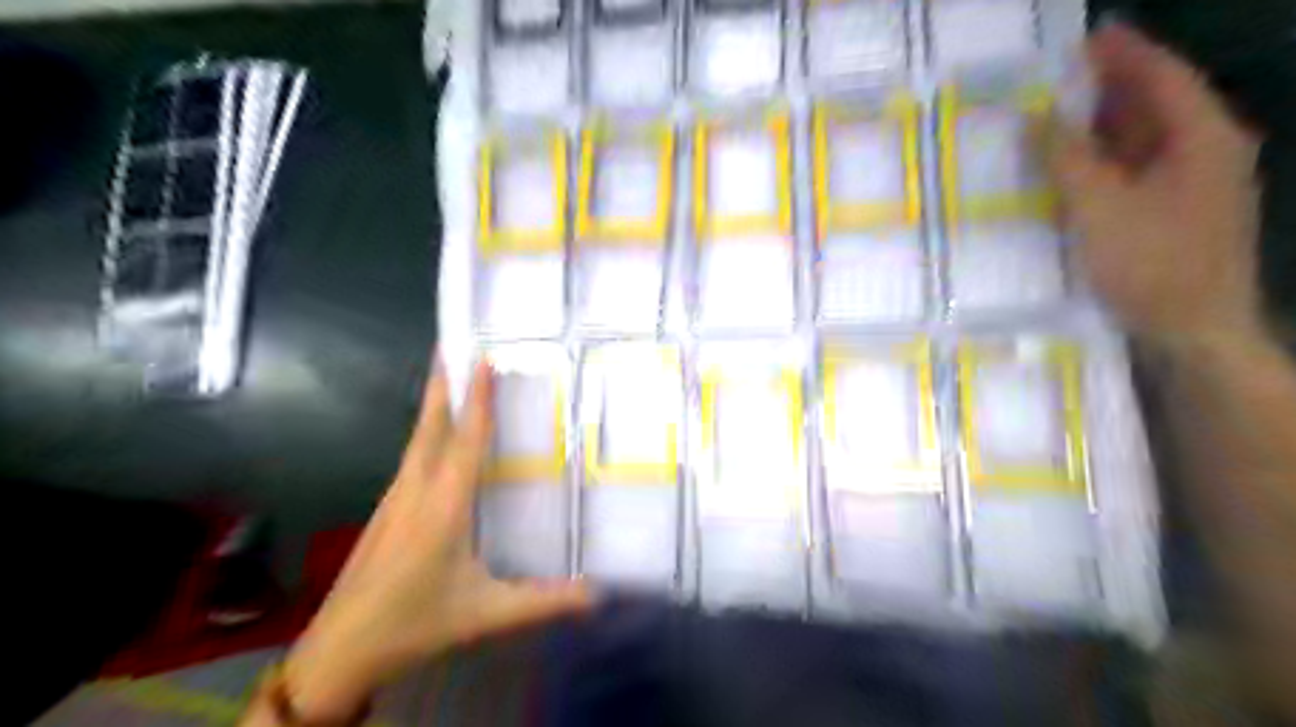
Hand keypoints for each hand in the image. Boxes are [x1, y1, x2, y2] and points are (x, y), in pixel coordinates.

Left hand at [281, 362, 593, 718]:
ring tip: (451, 383)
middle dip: (442, 386)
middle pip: (430, 427)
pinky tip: (437, 441)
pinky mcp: (384, 512)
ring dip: (434, 407)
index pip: (465, 441)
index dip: (476, 399)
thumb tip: (599, 593)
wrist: (340, 651)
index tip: (481, 359)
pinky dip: (427, 435)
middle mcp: (415, 491)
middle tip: (453, 348)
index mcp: (443, 506)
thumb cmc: (416, 623)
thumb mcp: (487, 614)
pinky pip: (411, 460)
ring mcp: (394, 500)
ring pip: (417, 441)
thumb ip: (545, 601)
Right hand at [1045, 22, 1261, 348]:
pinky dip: (1103, 161)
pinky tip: (1071, 166)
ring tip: (1055, 113)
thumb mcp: (1101, 207)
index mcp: (1202, 138)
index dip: (1124, 54)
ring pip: (1143, 140)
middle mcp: (1205, 151)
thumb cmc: (1152, 264)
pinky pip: (1135, 171)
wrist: (1194, 329)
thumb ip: (1069, 159)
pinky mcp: (1173, 212)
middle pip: (1156, 104)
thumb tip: (1039, 118)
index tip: (1085, 36)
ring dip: (1102, 126)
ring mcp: (1192, 184)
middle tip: (1058, 75)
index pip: (1163, 77)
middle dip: (1109, 87)